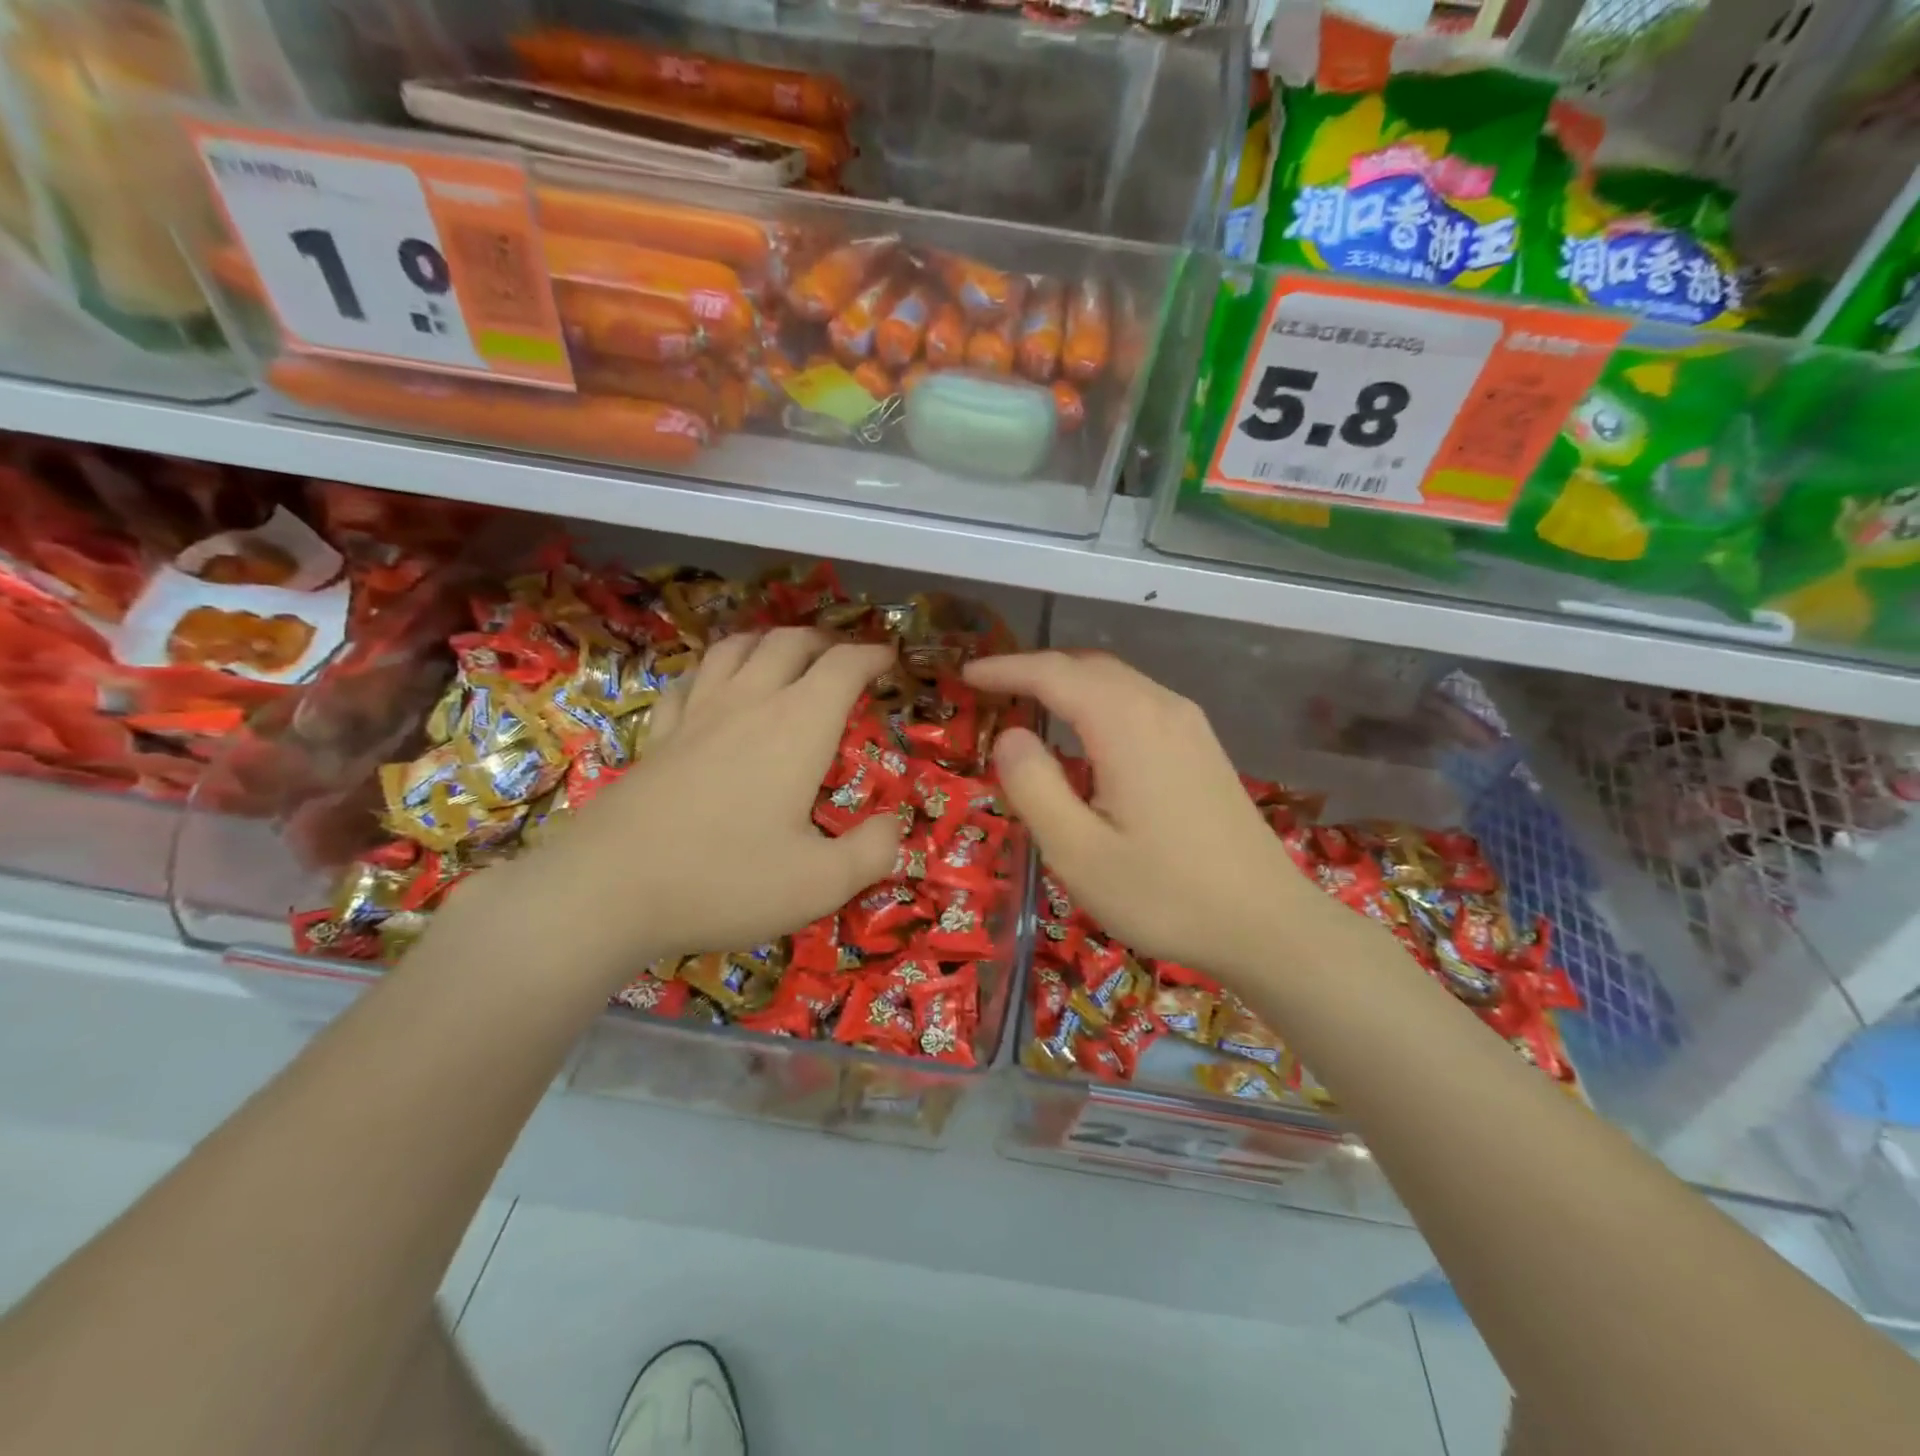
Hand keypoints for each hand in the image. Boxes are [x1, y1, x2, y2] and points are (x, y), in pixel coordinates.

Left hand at [490, 628, 903, 976]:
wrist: (608, 890)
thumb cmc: (726, 880)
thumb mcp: (821, 883)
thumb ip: (872, 852)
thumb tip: (894, 826)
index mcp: (797, 726)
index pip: (843, 666)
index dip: (872, 655)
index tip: (890, 659)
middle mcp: (748, 704)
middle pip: (788, 642)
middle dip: (824, 642)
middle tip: (843, 659)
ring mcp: (696, 715)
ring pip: (734, 649)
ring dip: (768, 642)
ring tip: (783, 656)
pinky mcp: (658, 736)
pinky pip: (688, 682)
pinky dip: (712, 673)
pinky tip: (713, 690)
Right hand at [963, 651, 1328, 981]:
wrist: (1268, 925)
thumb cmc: (1166, 895)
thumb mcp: (1079, 853)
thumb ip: (1035, 786)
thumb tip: (1011, 735)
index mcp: (1128, 724)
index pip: (1055, 673)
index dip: (1007, 669)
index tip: (967, 676)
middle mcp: (1162, 708)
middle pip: (1089, 667)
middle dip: (1036, 669)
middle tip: (993, 688)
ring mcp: (1190, 726)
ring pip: (1118, 682)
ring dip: (1070, 684)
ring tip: (1030, 703)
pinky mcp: (1203, 748)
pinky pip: (1140, 703)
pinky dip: (1100, 702)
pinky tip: (1087, 735)